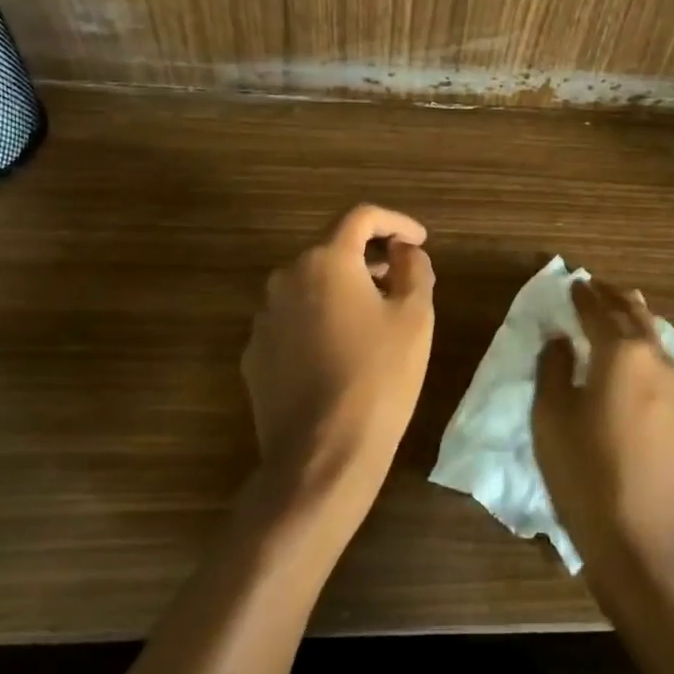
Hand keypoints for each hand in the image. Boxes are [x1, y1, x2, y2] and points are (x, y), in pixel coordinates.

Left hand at [240, 204, 435, 501]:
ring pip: (310, 286)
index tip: (419, 240)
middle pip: (332, 250)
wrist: (321, 456)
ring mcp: (264, 318)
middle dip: (369, 258)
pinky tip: (341, 352)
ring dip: (343, 290)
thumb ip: (414, 268)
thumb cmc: (378, 378)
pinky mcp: (254, 354)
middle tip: (401, 279)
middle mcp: (286, 278)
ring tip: (374, 318)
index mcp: (326, 261)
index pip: (361, 217)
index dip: (396, 222)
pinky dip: (319, 321)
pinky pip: (292, 320)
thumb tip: (405, 251)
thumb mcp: (415, 317)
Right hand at [532, 277, 673, 594]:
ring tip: (621, 310)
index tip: (573, 282)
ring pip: (654, 339)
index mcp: (621, 353)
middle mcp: (655, 361)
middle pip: (635, 315)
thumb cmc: (588, 476)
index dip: (583, 296)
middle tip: (597, 287)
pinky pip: (663, 365)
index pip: (598, 311)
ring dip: (635, 319)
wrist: (650, 546)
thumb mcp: (552, 419)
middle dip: (615, 298)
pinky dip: (646, 348)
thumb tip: (560, 339)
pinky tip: (638, 360)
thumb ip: (553, 369)